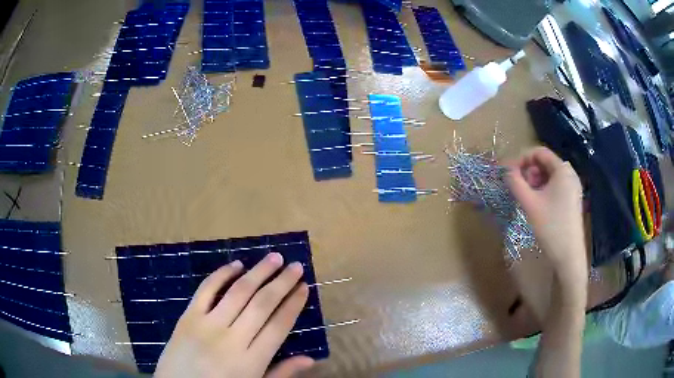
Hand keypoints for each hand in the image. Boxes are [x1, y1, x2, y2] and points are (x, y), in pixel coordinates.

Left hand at [154, 253, 314, 377]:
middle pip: (262, 304)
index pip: (279, 325)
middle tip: (295, 266)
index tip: (304, 287)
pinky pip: (206, 290)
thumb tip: (310, 359)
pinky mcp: (188, 316)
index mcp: (252, 360)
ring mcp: (207, 325)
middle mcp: (232, 339)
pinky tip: (236, 264)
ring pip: (238, 292)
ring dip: (258, 272)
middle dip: (282, 283)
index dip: (293, 304)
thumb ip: (281, 373)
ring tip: (274, 257)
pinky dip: (222, 274)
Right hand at [507, 147, 587, 296]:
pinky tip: (537, 203)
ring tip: (525, 196)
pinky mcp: (572, 199)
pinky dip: (543, 189)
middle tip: (517, 186)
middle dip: (528, 171)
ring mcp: (573, 187)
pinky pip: (555, 186)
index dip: (521, 158)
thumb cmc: (551, 227)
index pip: (539, 152)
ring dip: (534, 181)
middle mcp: (570, 173)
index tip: (508, 172)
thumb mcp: (530, 204)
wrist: (568, 255)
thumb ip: (515, 183)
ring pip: (549, 175)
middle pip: (544, 162)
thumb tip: (506, 171)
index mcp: (562, 169)